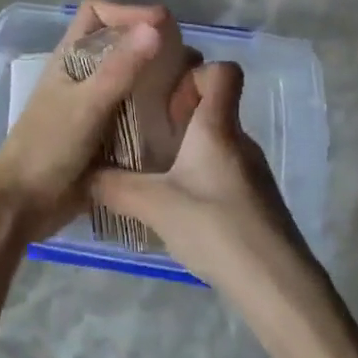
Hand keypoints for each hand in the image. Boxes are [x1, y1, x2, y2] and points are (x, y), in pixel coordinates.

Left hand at [0, 0, 177, 240]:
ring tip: (193, 89)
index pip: (98, 11)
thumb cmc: (47, 147)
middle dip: (153, 44)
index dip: (126, 10)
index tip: (160, 25)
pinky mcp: (109, 133)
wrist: (24, 204)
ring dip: (160, 79)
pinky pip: (139, 111)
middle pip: (122, 42)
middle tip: (188, 61)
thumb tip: (156, 26)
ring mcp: (98, 104)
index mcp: (72, 56)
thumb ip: (120, 68)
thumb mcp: (86, 105)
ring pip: (134, 77)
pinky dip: (158, 110)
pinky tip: (182, 119)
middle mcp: (86, 73)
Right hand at [89, 62, 315, 289]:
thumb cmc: (215, 227)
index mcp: (218, 127)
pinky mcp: (258, 201)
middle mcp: (240, 140)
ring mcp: (253, 172)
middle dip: (181, 114)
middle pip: (216, 107)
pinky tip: (182, 209)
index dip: (197, 72)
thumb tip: (81, 172)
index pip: (225, 72)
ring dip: (190, 149)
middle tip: (148, 134)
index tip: (167, 97)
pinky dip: (203, 178)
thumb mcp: (153, 206)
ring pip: (219, 142)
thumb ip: (113, 186)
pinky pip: (226, 172)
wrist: (276, 286)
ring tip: (158, 174)